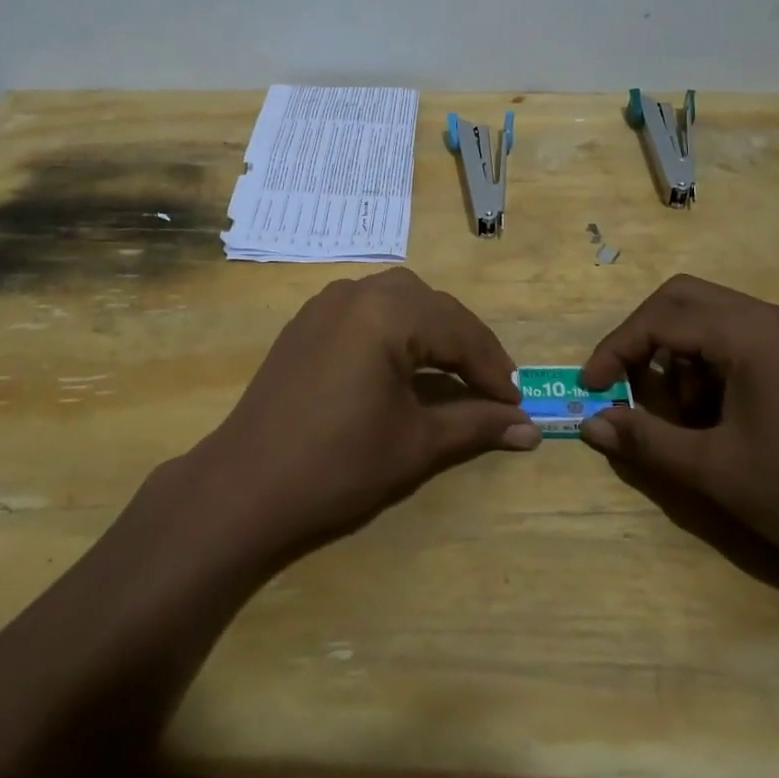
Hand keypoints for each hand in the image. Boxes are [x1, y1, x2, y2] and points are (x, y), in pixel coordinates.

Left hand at [191, 268, 539, 555]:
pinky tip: (402, 364)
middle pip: (431, 306)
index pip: (459, 331)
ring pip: (399, 300)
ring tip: (453, 373)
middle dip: (466, 344)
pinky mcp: (308, 320)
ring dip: (432, 330)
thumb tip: (532, 429)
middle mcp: (358, 291)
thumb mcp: (415, 444)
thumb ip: (477, 425)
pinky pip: (367, 309)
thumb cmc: (338, 464)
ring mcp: (327, 302)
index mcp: (387, 312)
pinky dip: (396, 329)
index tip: (519, 404)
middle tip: (492, 387)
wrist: (246, 486)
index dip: (494, 368)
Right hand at [578, 275, 778, 592]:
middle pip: (683, 299)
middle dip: (643, 338)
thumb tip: (591, 425)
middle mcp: (770, 318)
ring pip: (712, 317)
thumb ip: (647, 440)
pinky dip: (711, 363)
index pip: (660, 319)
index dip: (616, 350)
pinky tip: (716, 414)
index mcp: (748, 333)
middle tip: (623, 381)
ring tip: (678, 411)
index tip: (591, 388)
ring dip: (679, 352)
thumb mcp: (717, 471)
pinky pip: (741, 339)